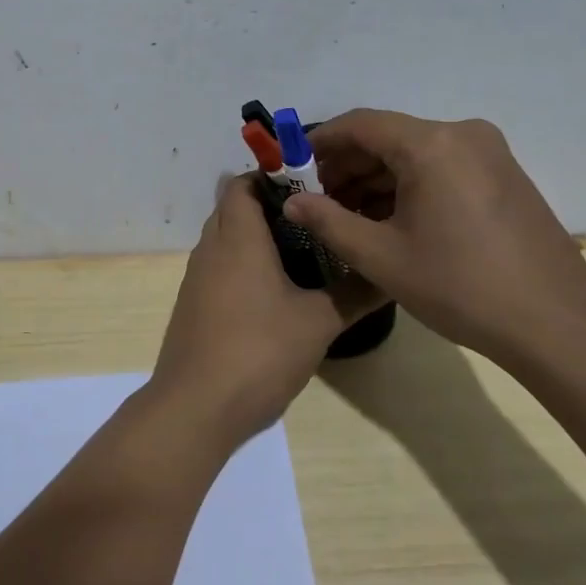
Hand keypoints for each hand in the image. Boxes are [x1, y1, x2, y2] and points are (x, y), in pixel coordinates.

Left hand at [152, 175, 381, 446]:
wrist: (196, 406)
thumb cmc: (259, 352)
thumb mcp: (318, 323)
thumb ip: (355, 293)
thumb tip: (391, 272)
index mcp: (237, 238)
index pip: (242, 184)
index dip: (271, 178)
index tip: (311, 187)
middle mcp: (211, 248)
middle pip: (233, 208)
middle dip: (270, 207)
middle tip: (316, 219)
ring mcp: (197, 278)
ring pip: (226, 239)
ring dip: (257, 238)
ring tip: (304, 252)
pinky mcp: (194, 305)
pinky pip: (220, 267)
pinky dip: (244, 265)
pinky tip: (276, 292)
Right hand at [282, 110, 585, 367]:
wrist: (556, 323)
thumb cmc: (460, 285)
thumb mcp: (380, 256)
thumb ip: (327, 221)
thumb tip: (291, 202)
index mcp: (431, 144)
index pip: (360, 124)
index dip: (319, 142)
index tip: (292, 167)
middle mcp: (462, 134)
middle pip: (388, 136)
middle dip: (347, 165)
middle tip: (317, 200)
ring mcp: (488, 153)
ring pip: (414, 153)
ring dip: (375, 178)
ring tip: (347, 216)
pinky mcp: (503, 175)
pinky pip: (441, 166)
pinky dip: (408, 185)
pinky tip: (388, 220)